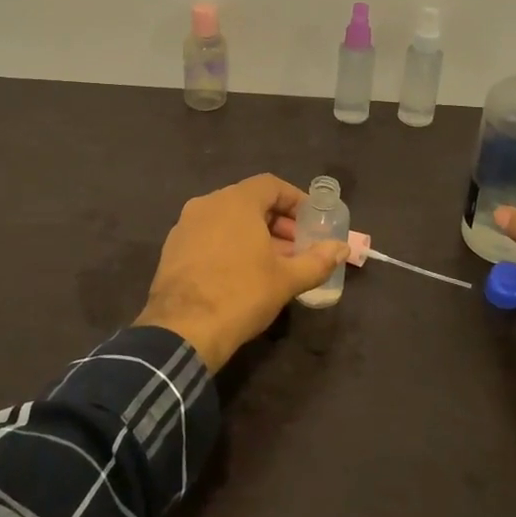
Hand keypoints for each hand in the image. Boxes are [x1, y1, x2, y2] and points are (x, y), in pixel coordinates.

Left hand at [134, 174, 348, 371]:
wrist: (182, 330)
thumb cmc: (241, 294)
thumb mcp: (286, 279)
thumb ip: (317, 260)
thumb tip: (343, 248)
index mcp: (235, 201)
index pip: (271, 185)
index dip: (295, 200)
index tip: (311, 221)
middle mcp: (207, 204)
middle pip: (249, 201)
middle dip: (277, 221)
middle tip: (297, 247)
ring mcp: (185, 226)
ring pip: (227, 219)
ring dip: (254, 235)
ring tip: (274, 263)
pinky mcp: (172, 249)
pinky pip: (209, 236)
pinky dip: (229, 245)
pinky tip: (241, 273)